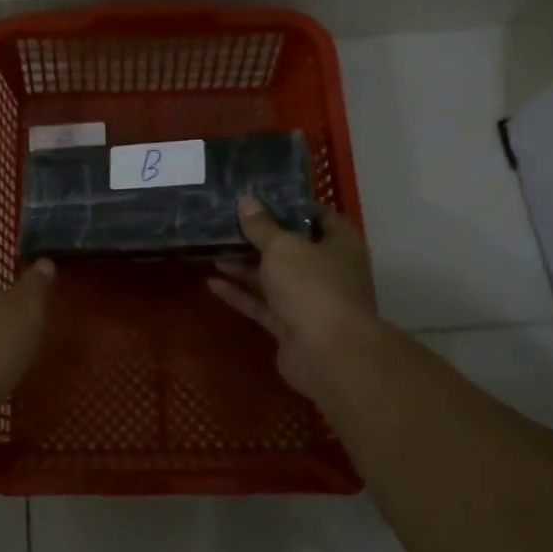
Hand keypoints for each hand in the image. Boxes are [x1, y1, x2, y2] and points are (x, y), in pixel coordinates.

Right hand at [208, 196, 384, 405]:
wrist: (328, 354)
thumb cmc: (312, 286)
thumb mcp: (282, 247)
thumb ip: (262, 226)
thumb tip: (247, 201)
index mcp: (340, 244)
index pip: (319, 216)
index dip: (291, 205)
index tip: (261, 197)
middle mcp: (329, 271)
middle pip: (293, 249)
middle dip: (261, 238)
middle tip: (227, 223)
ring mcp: (311, 302)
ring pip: (274, 279)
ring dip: (245, 267)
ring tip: (213, 250)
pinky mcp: (292, 328)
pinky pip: (263, 305)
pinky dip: (241, 294)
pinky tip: (212, 283)